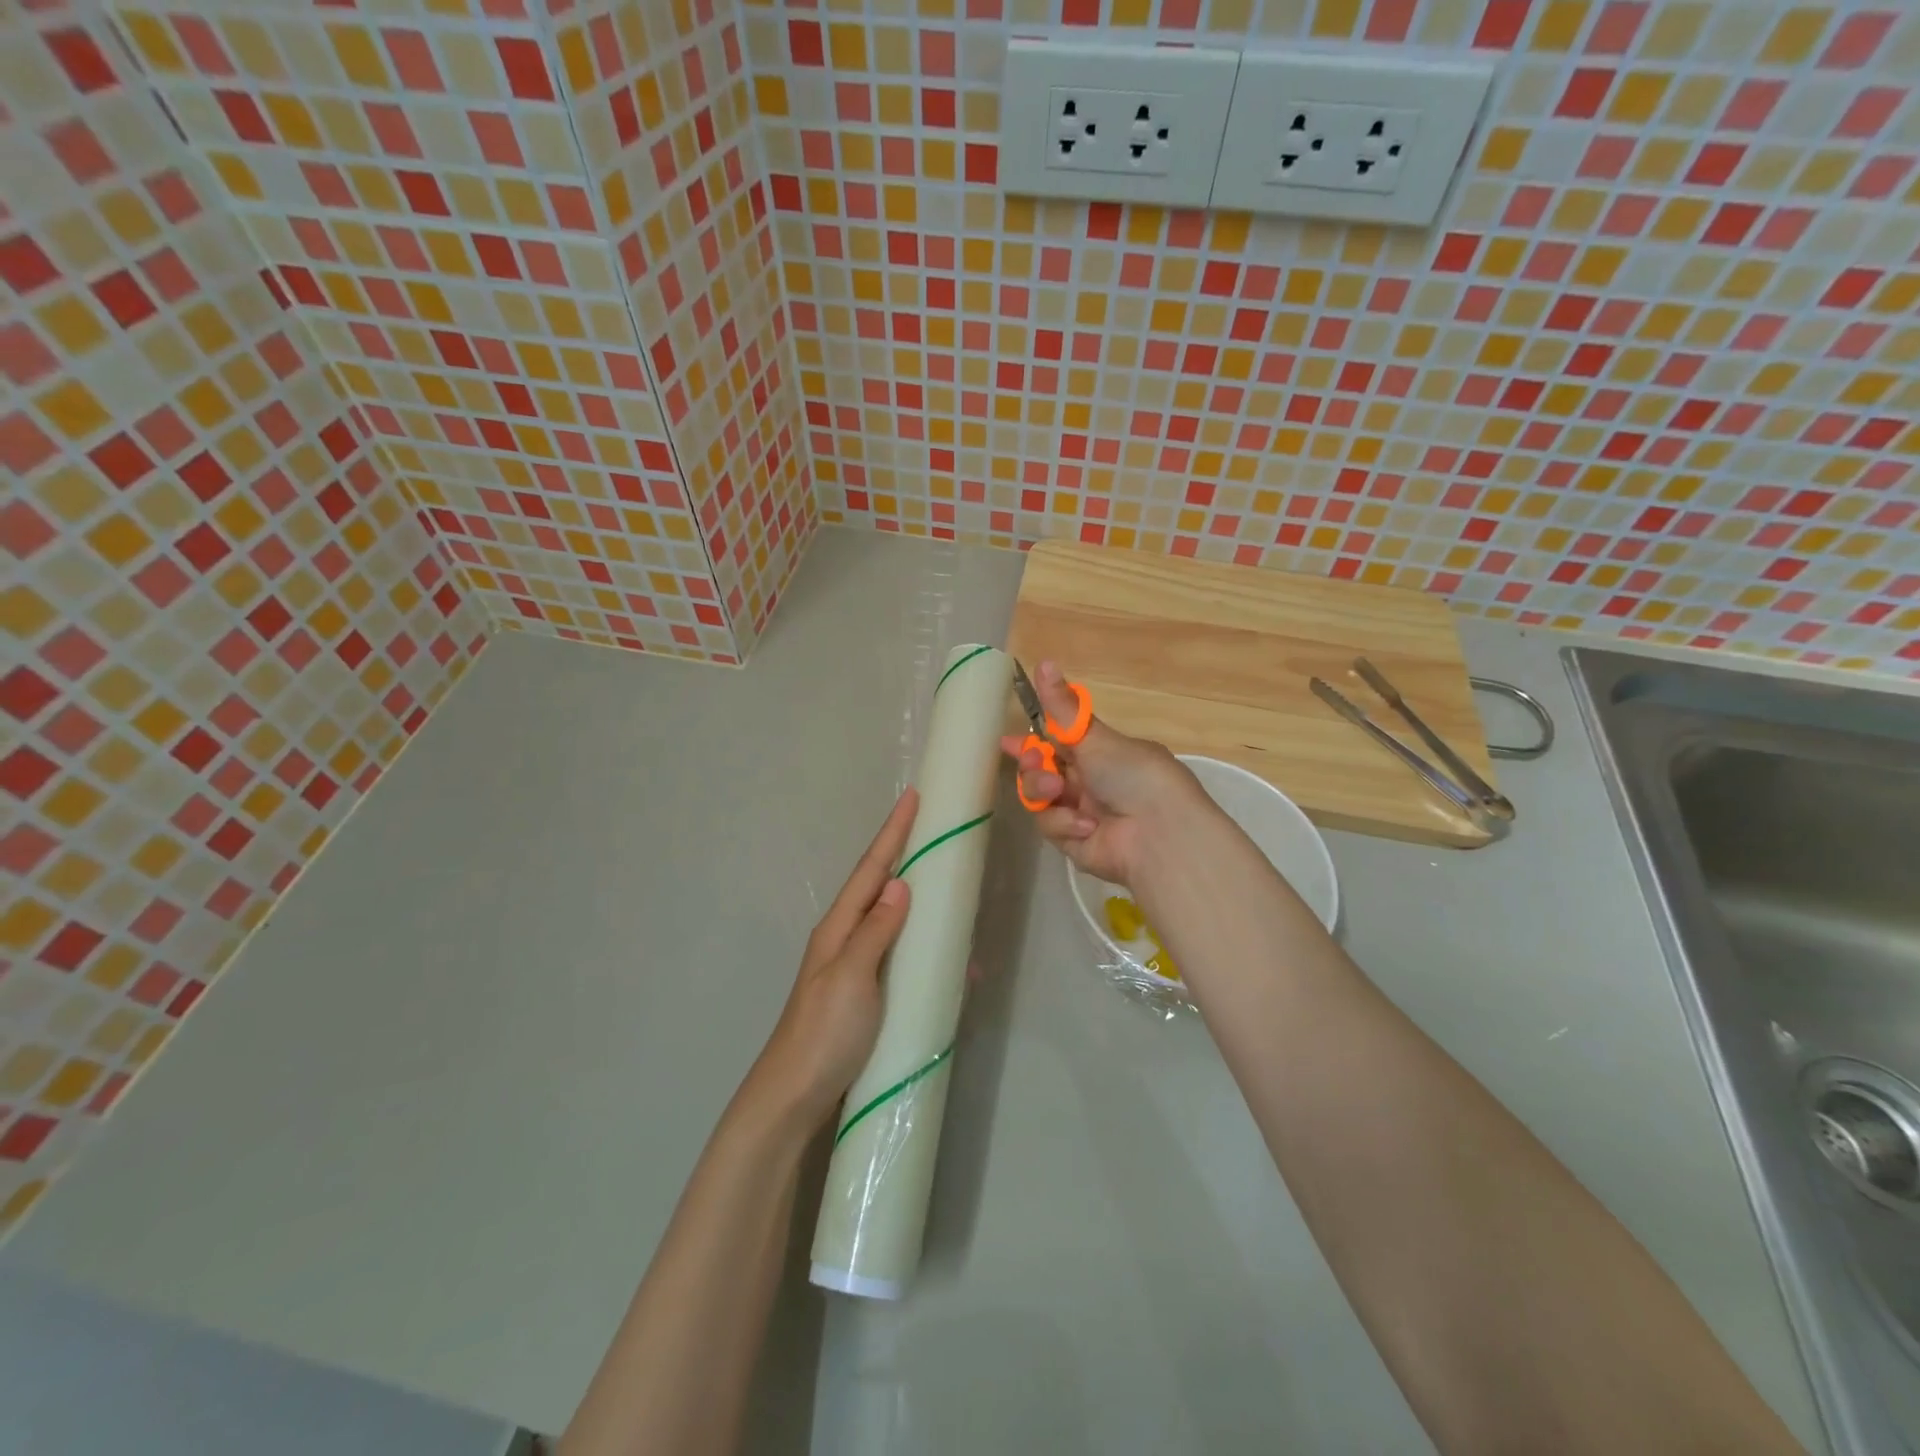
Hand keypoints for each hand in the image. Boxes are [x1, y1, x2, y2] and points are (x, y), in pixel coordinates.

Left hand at [744, 789, 917, 1131]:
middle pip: (880, 887)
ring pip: (892, 920)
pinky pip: (899, 955)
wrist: (794, 1099)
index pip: (871, 869)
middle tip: (937, 833)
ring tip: (950, 887)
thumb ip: (875, 931)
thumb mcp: (851, 977)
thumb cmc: (823, 1034)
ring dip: (919, 901)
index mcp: (838, 928)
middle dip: (906, 856)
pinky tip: (946, 957)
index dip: (893, 833)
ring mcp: (855, 967)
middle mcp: (845, 940)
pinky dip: (921, 946)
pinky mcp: (867, 995)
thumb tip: (901, 884)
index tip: (914, 799)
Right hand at [1000, 661, 1215, 890]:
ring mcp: (1081, 813)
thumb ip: (1062, 707)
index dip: (1033, 741)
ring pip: (1039, 797)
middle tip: (1035, 760)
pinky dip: (1064, 823)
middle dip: (1032, 764)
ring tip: (1056, 790)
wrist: (1158, 833)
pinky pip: (1051, 826)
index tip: (1008, 740)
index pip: (1059, 742)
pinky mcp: (1073, 842)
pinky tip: (1086, 825)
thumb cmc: (1133, 774)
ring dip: (1043, 790)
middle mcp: (1090, 782)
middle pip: (1042, 771)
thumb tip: (1044, 662)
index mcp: (1101, 753)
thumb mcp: (1095, 737)